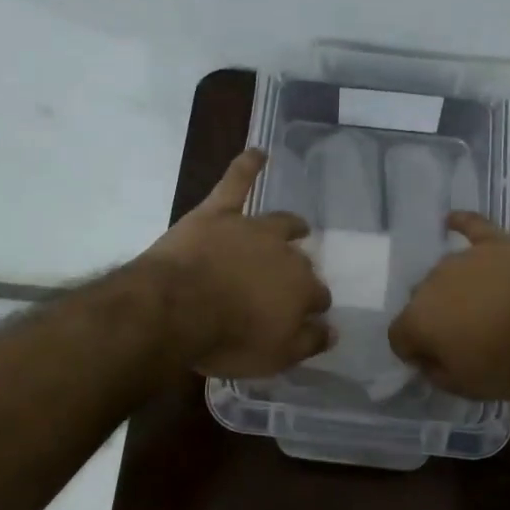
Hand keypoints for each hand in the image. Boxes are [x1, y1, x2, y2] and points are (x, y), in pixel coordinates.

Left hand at [140, 149, 333, 378]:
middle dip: (299, 272)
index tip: (305, 316)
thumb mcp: (275, 357)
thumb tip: (333, 329)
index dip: (313, 306)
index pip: (318, 296)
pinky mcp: (218, 213)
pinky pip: (235, 182)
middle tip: (287, 283)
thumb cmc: (227, 339)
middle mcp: (284, 253)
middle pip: (300, 262)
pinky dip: (247, 166)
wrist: (176, 308)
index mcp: (301, 289)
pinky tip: (258, 152)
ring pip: (279, 223)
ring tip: (298, 226)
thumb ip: (309, 342)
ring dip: (291, 225)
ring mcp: (250, 228)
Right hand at [388, 213, 509, 399]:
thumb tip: (426, 358)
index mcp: (418, 319)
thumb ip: (434, 370)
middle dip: (435, 317)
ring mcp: (464, 258)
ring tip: (479, 304)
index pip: (398, 335)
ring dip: (453, 288)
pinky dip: (460, 224)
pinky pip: (471, 226)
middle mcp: (431, 282)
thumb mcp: (464, 387)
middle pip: (421, 300)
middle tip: (463, 335)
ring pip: (445, 272)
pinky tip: (451, 221)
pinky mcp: (496, 243)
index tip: (434, 361)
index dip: (414, 351)